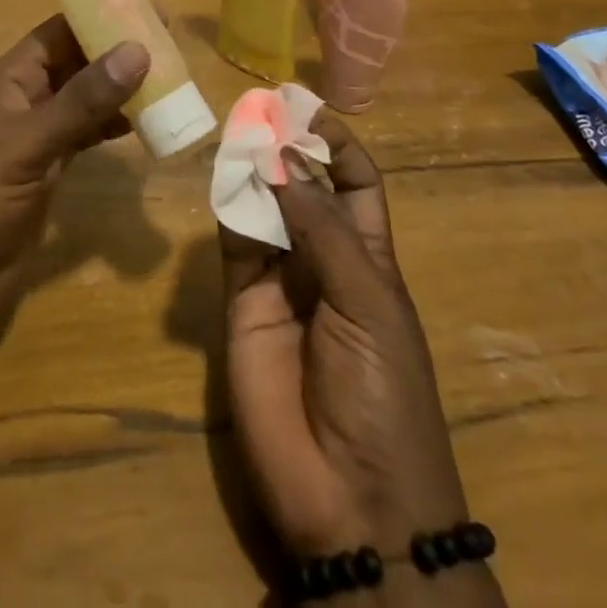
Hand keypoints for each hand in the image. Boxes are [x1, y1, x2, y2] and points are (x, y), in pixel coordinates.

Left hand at [0, 15, 148, 359]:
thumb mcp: (29, 143)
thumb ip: (82, 101)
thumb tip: (137, 50)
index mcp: (11, 79)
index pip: (59, 32)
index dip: (97, 16)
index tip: (146, 9)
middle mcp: (25, 100)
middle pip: (76, 63)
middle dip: (117, 53)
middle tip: (170, 46)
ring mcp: (37, 136)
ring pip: (84, 100)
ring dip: (119, 91)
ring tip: (166, 82)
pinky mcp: (47, 170)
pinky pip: (85, 135)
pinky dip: (111, 127)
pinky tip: (140, 127)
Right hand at [221, 114, 467, 558]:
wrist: (350, 500)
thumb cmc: (383, 395)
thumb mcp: (368, 304)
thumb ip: (320, 231)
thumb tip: (284, 158)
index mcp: (369, 258)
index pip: (354, 183)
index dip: (336, 144)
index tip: (307, 108)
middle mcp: (322, 259)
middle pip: (303, 187)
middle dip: (286, 147)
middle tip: (259, 107)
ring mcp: (278, 281)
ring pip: (263, 207)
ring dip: (253, 170)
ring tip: (237, 130)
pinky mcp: (240, 302)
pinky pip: (233, 243)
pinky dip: (227, 207)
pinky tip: (223, 177)